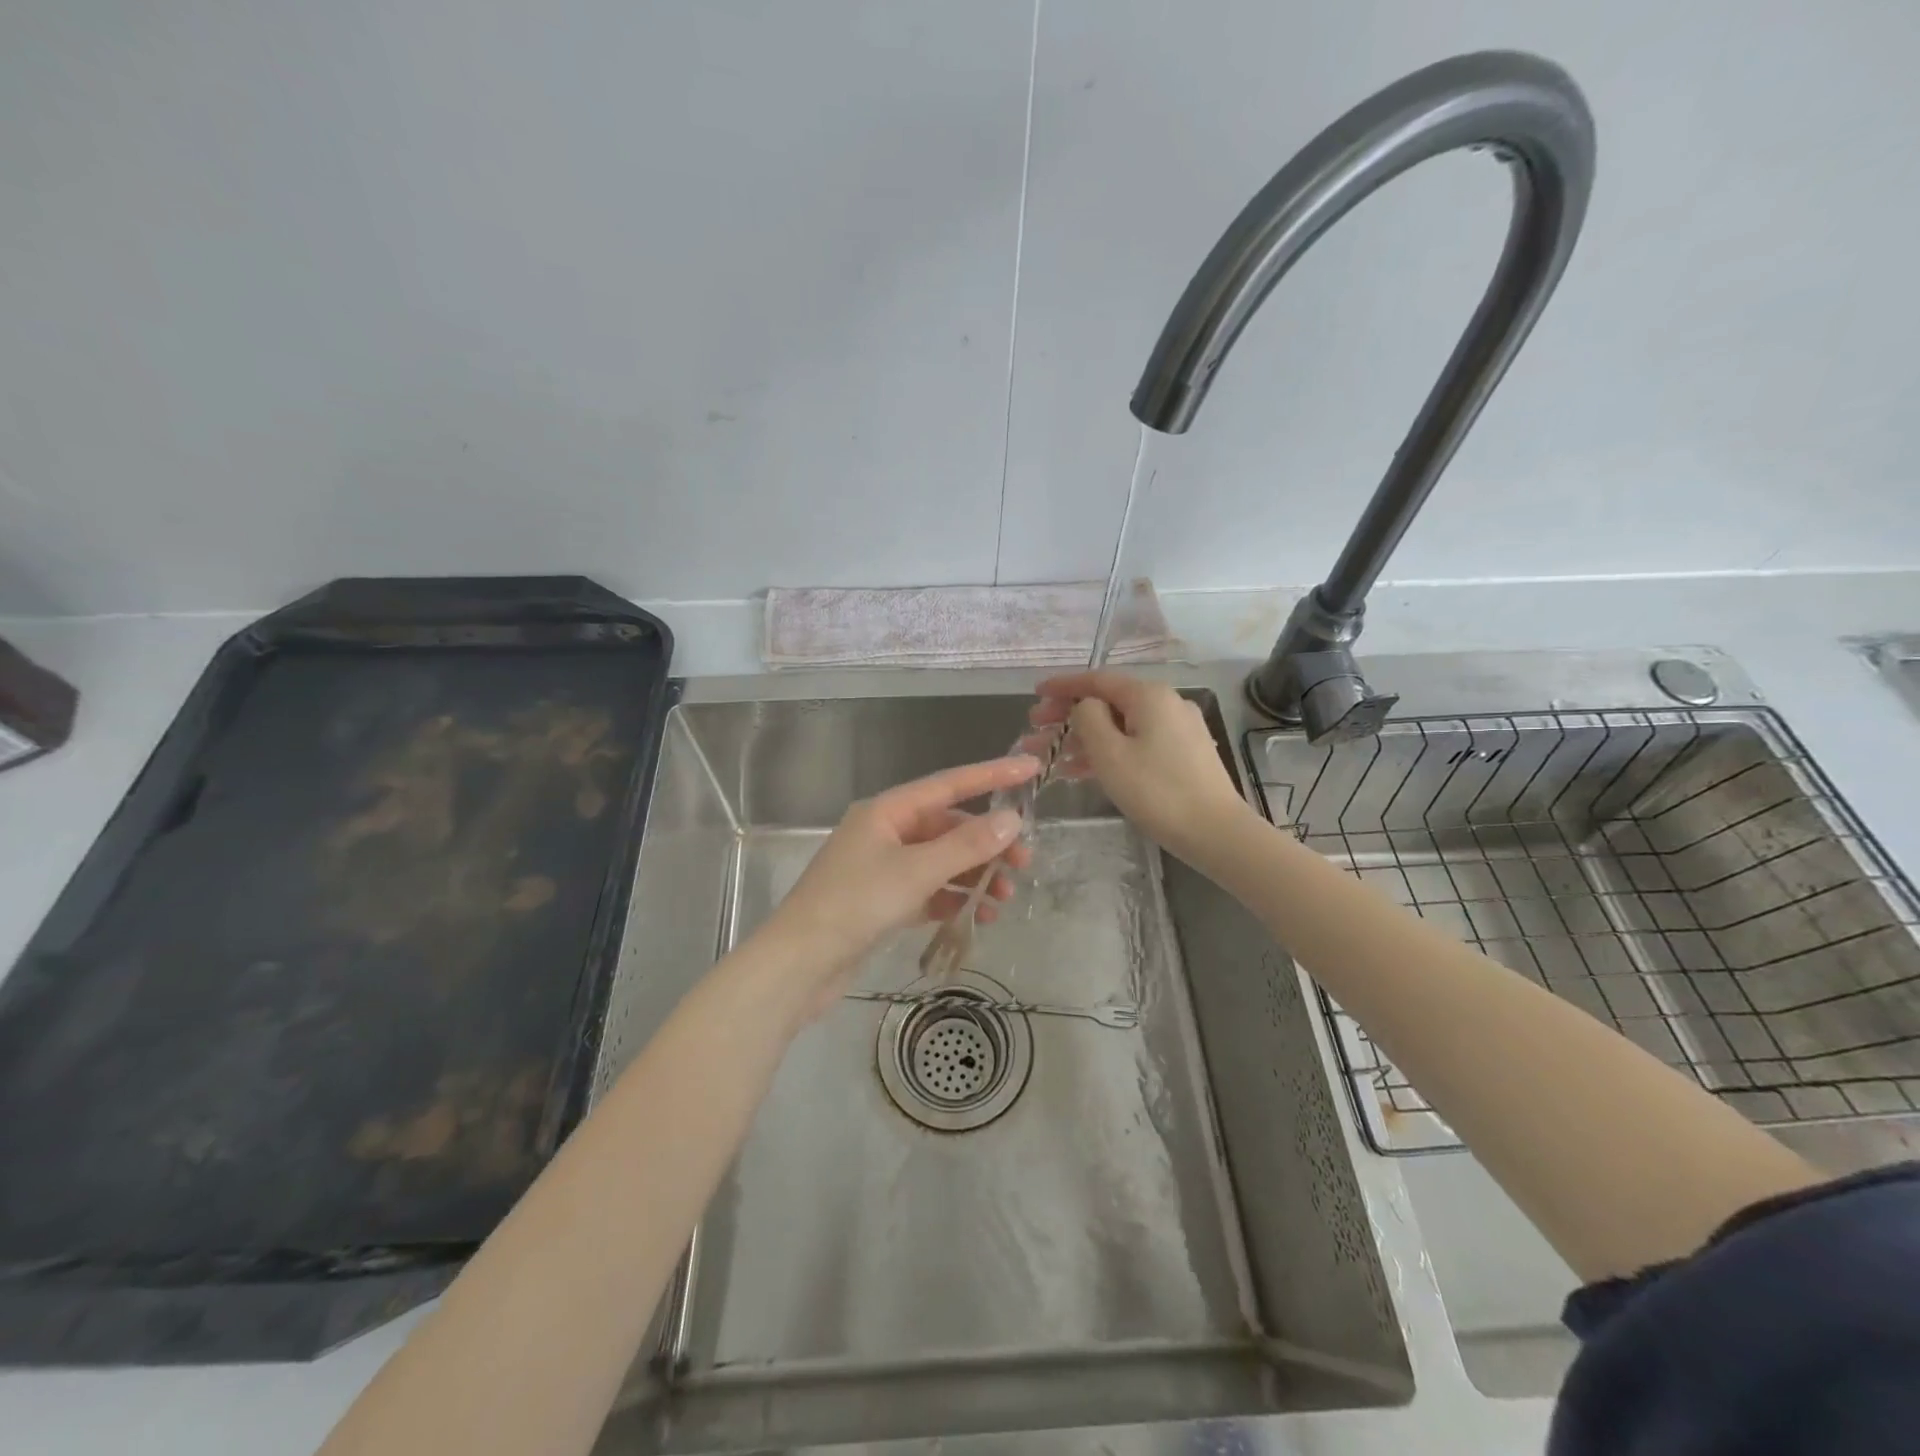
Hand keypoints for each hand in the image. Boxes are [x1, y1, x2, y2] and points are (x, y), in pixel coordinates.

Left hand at [759, 756, 1039, 1016]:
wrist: (799, 965)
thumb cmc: (855, 905)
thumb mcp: (916, 871)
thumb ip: (966, 846)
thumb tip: (1011, 820)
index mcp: (887, 810)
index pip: (949, 784)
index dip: (992, 774)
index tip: (1031, 767)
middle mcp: (886, 832)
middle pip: (948, 826)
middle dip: (988, 843)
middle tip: (1024, 863)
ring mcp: (883, 867)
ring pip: (941, 861)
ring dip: (975, 876)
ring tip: (1004, 900)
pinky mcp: (883, 901)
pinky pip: (929, 889)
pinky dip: (954, 898)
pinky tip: (977, 915)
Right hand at [1026, 672, 1252, 860]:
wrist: (1216, 832)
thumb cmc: (1156, 791)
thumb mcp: (1110, 753)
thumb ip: (1088, 719)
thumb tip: (1086, 706)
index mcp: (1149, 695)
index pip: (1096, 680)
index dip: (1062, 686)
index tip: (1034, 693)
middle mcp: (1165, 704)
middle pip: (1107, 703)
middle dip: (1067, 715)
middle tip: (1034, 729)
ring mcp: (1176, 730)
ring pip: (1119, 726)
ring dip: (1081, 738)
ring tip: (1047, 755)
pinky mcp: (1181, 755)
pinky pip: (1134, 744)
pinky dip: (1106, 752)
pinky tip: (1078, 770)